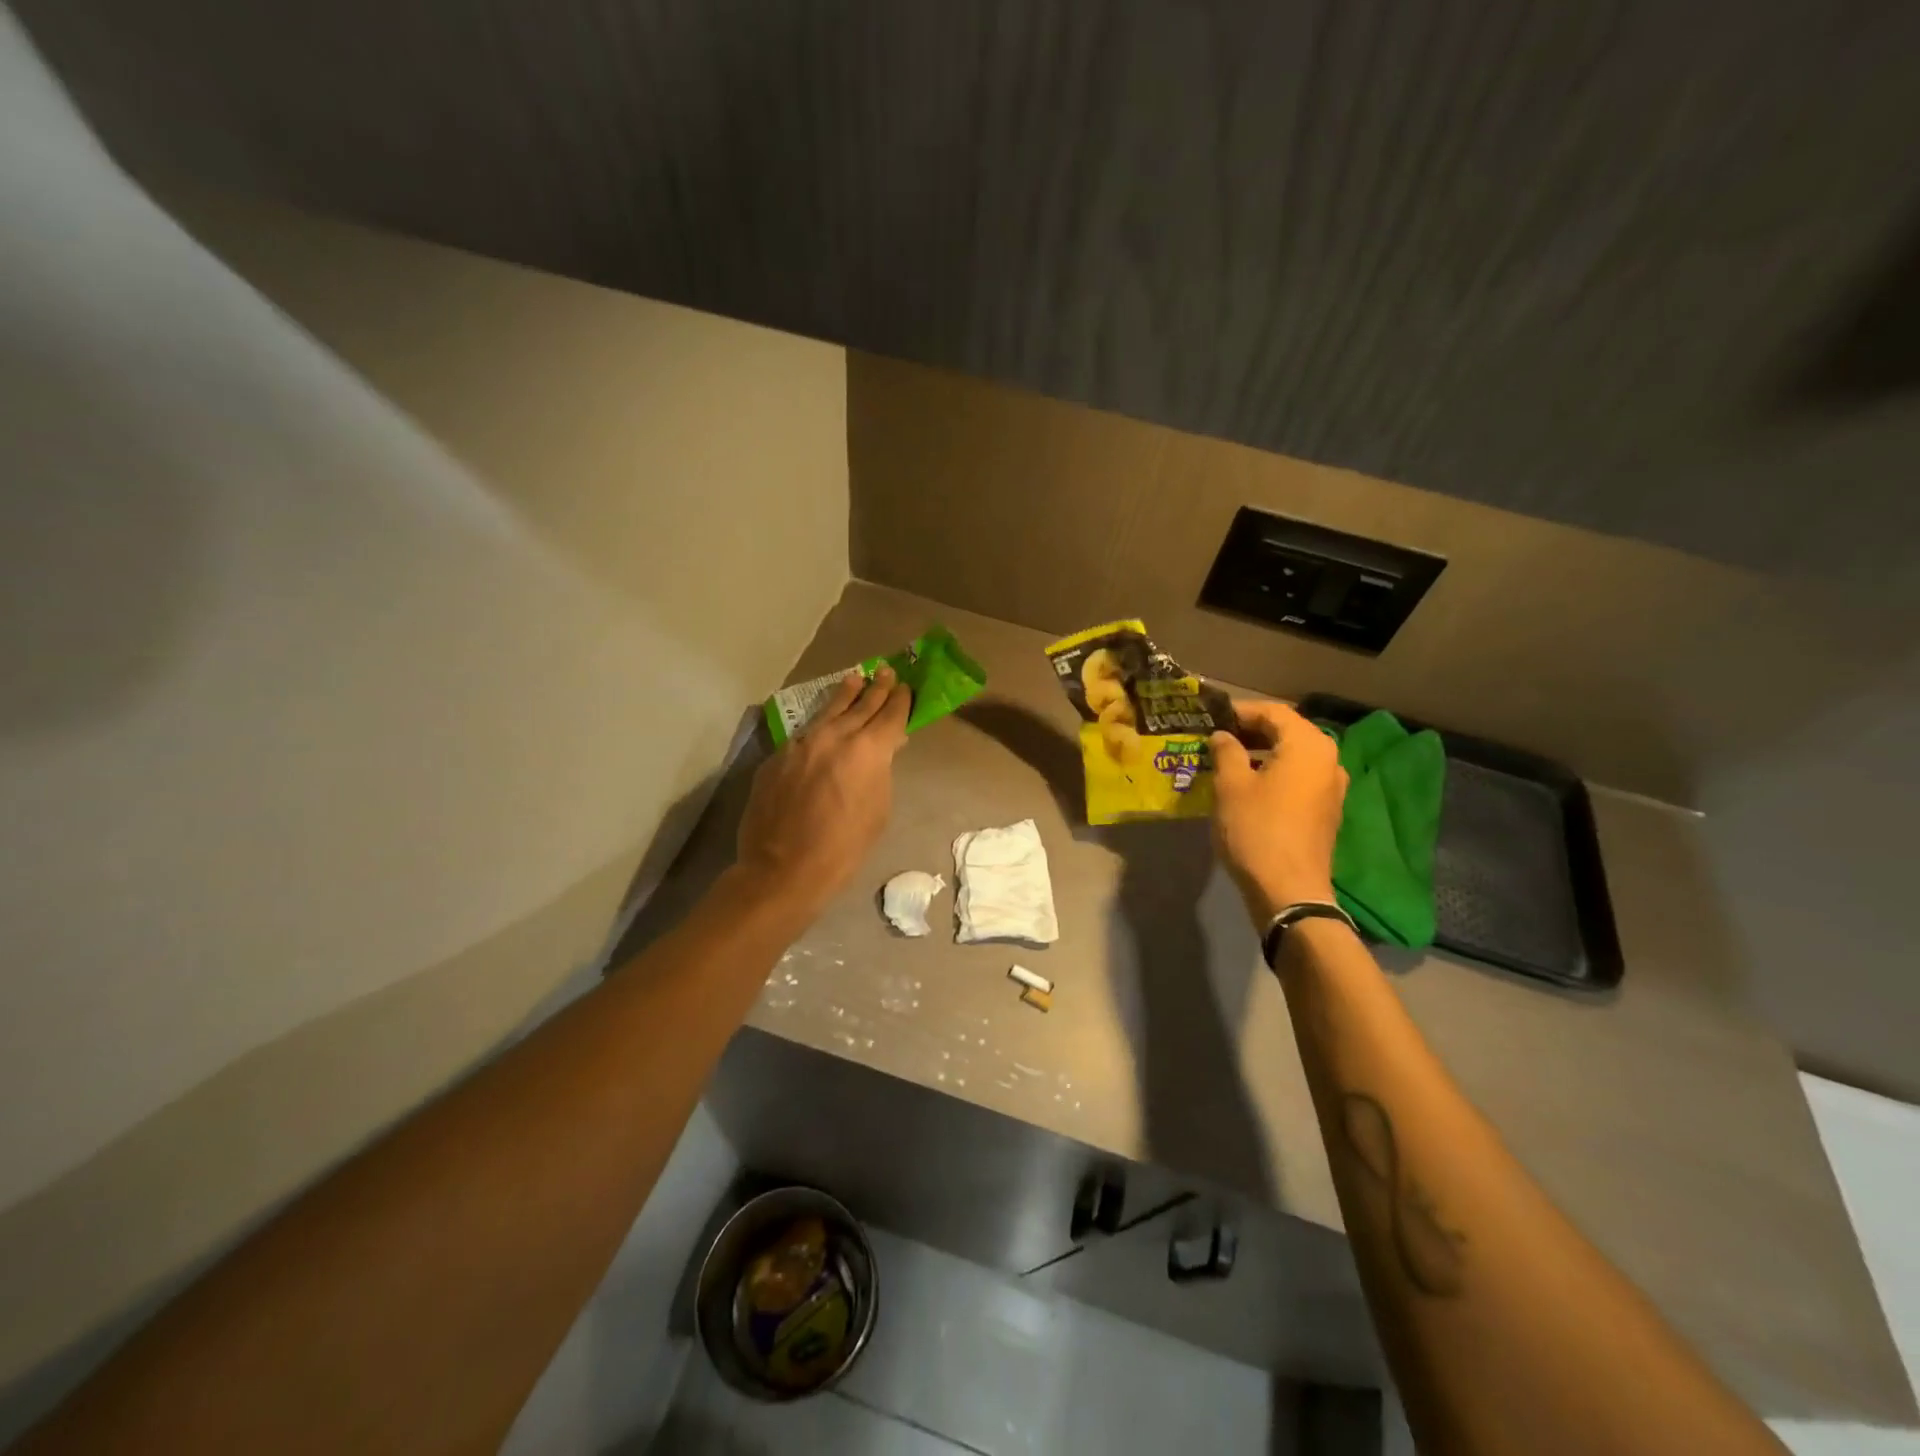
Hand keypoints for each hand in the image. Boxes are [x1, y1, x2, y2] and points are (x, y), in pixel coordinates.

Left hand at [735, 666, 911, 917]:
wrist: (784, 867)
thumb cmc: (844, 847)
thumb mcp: (878, 809)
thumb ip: (881, 772)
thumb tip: (883, 752)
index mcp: (868, 750)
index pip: (891, 715)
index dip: (901, 700)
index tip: (906, 688)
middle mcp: (835, 736)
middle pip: (861, 704)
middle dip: (877, 688)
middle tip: (887, 672)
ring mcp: (802, 743)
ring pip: (829, 710)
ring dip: (846, 694)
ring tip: (856, 678)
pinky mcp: (778, 756)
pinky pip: (805, 733)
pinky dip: (820, 725)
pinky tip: (824, 723)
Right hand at [1210, 699, 1348, 925]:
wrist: (1289, 890)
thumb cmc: (1256, 829)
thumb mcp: (1231, 785)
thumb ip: (1226, 751)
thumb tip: (1223, 736)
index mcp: (1308, 745)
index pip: (1273, 711)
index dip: (1240, 710)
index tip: (1212, 716)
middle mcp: (1328, 759)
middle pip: (1288, 731)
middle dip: (1251, 730)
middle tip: (1216, 736)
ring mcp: (1331, 787)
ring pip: (1293, 756)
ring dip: (1262, 752)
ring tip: (1227, 759)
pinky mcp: (1326, 810)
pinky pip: (1299, 778)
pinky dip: (1274, 772)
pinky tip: (1248, 784)